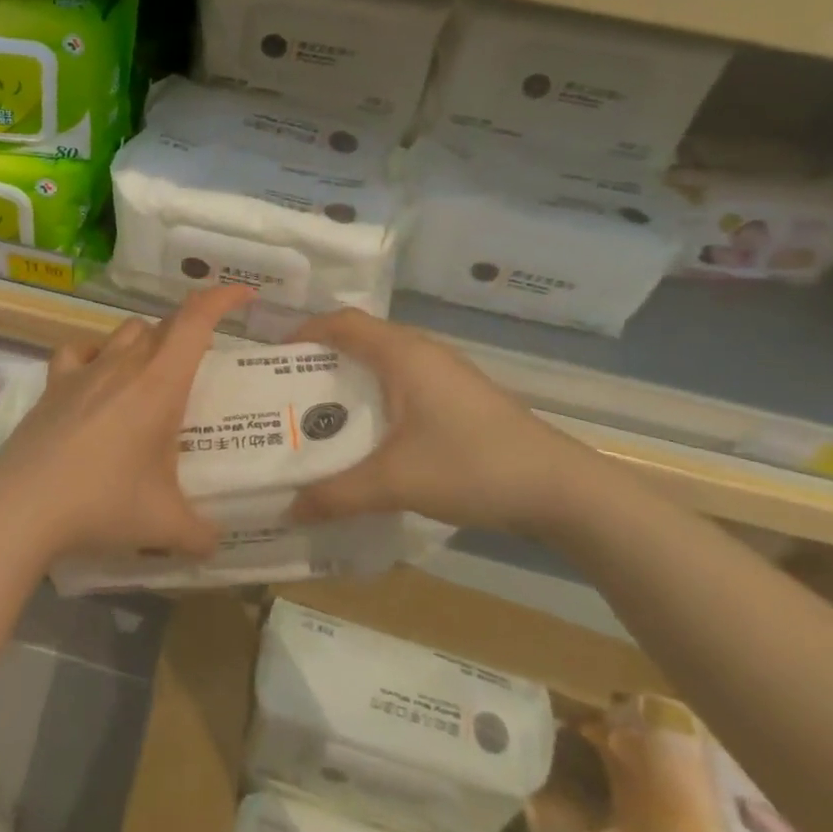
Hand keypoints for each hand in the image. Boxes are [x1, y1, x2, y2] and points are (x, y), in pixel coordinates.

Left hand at [0, 285, 255, 562]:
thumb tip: (216, 545)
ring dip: (147, 341)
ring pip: (125, 332)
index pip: (196, 319)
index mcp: (160, 383)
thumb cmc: (103, 503)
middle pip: (163, 325)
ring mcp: (85, 371)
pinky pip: (77, 351)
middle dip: (190, 332)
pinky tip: (96, 378)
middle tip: (203, 365)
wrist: (22, 506)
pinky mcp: (54, 385)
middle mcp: (124, 364)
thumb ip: (200, 534)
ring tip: (154, 376)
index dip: (222, 297)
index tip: (245, 296)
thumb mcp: (164, 526)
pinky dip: (94, 355)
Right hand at [287, 308, 602, 537]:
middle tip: (287, 392)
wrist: (559, 488)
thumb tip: (288, 508)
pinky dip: (376, 396)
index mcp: (403, 354)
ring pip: (384, 362)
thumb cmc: (472, 466)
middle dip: (321, 360)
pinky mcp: (459, 396)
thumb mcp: (396, 481)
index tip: (273, 356)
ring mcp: (445, 373)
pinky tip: (368, 434)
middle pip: (361, 339)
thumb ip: (338, 494)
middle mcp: (422, 352)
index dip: (305, 331)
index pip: (342, 323)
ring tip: (318, 414)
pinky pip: (404, 382)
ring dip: (350, 380)